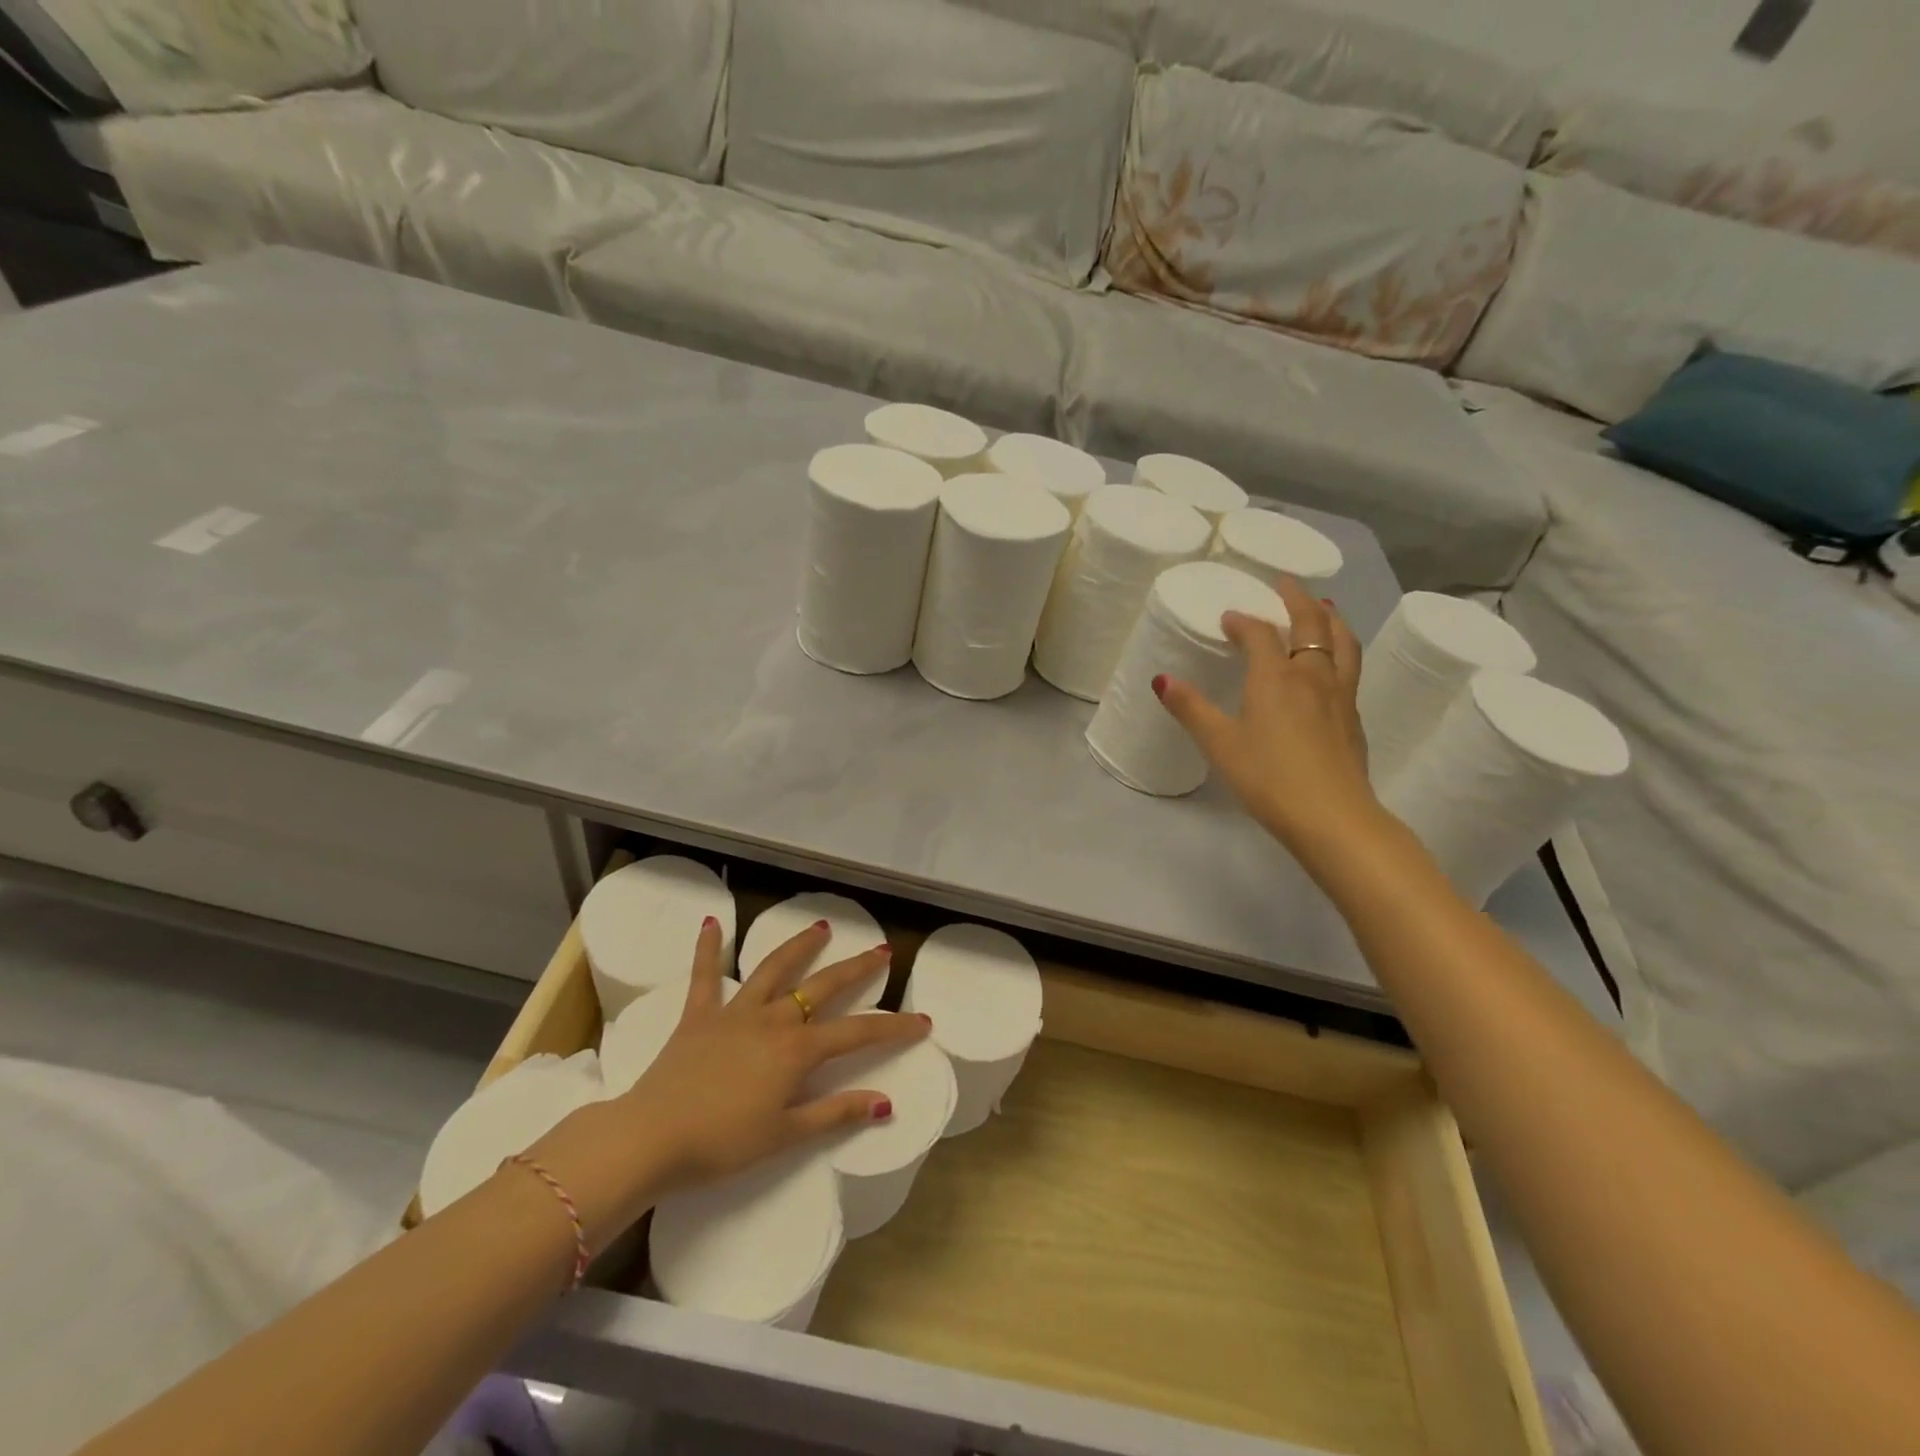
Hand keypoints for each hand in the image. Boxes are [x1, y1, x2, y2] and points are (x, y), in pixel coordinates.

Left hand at [631, 916, 926, 1188]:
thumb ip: (836, 1114)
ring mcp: (735, 1012)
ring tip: (820, 928)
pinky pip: (704, 975)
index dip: (894, 1027)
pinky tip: (710, 923)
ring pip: (774, 969)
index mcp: (797, 1050)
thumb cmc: (721, 1143)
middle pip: (823, 987)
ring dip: (799, 946)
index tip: (923, 1021)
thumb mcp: (785, 1135)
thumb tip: (885, 1102)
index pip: (858, 1033)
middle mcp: (773, 1020)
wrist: (651, 1137)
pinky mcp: (698, 1015)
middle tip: (881, 952)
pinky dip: (707, 948)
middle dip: (856, 968)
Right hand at [1155, 577, 1383, 867]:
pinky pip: (1349, 666)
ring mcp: (1340, 695)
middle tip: (1285, 585)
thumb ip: (1191, 709)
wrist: (1332, 816)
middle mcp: (1312, 675)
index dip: (1243, 621)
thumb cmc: (1268, 778)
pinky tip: (1333, 663)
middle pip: (1311, 624)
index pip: (1260, 634)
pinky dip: (1340, 648)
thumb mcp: (1220, 744)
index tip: (1228, 617)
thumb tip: (1161, 680)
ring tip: (1323, 609)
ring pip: (1342, 641)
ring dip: (1330, 619)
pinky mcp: (1353, 716)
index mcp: (1276, 676)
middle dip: (1296, 600)